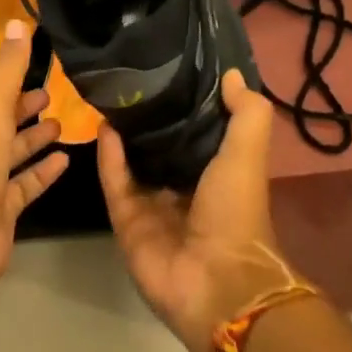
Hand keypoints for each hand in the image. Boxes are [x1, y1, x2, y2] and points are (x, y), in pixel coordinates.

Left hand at [0, 20, 69, 297]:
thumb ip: (7, 63)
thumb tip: (17, 23)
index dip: (3, 72)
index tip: (34, 60)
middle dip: (20, 104)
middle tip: (52, 93)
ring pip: (10, 151)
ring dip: (34, 136)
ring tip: (62, 122)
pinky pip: (24, 183)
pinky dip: (43, 171)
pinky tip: (66, 159)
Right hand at [98, 69, 297, 351]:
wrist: (215, 279)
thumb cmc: (237, 213)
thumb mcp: (248, 155)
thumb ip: (246, 114)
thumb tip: (230, 74)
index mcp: (217, 175)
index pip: (198, 134)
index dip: (187, 106)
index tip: (172, 72)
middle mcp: (184, 188)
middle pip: (160, 148)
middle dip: (149, 120)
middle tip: (132, 81)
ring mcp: (153, 207)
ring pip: (133, 164)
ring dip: (124, 136)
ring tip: (111, 99)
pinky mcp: (126, 221)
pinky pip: (115, 183)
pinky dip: (109, 158)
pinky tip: (104, 127)